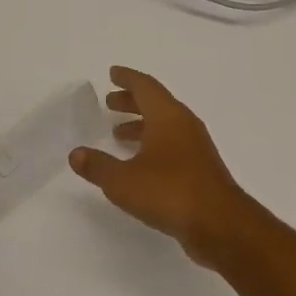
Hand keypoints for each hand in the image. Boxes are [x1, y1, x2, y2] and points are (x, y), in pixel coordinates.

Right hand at [69, 67, 255, 264]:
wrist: (218, 222)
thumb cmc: (169, 192)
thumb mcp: (123, 180)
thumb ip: (98, 166)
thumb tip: (76, 154)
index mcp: (168, 116)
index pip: (146, 86)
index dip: (127, 78)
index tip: (112, 73)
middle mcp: (185, 125)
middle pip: (156, 103)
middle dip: (132, 101)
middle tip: (109, 102)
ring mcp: (196, 147)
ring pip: (165, 126)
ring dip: (142, 125)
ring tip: (118, 132)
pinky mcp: (200, 169)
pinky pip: (172, 145)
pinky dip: (153, 145)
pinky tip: (139, 163)